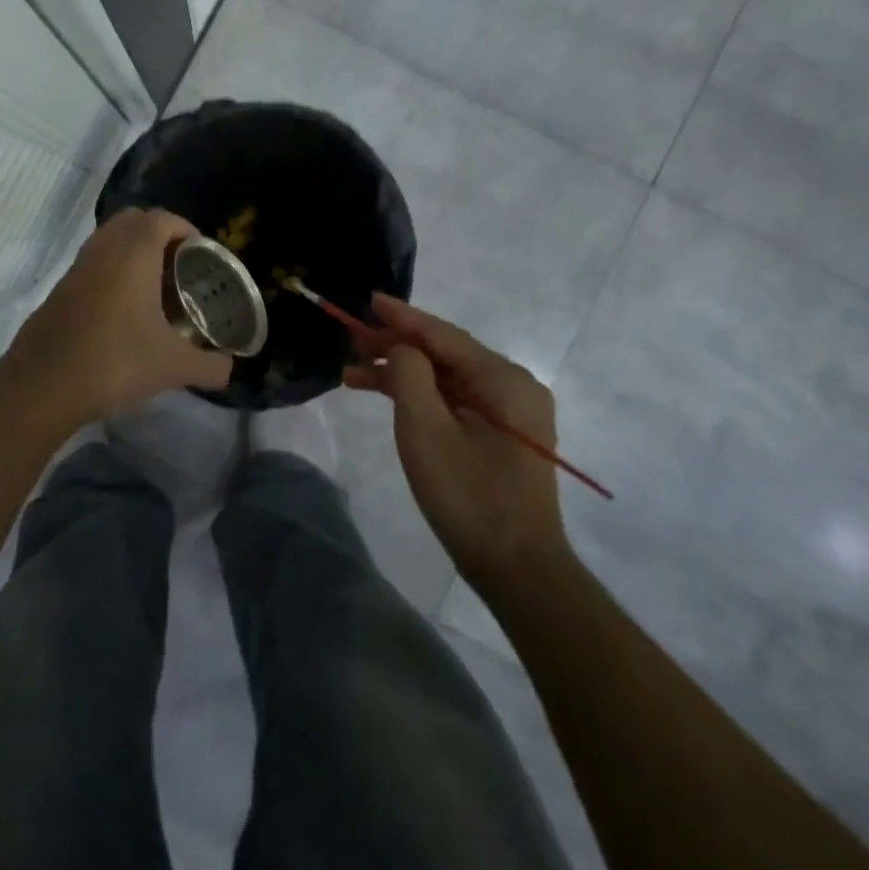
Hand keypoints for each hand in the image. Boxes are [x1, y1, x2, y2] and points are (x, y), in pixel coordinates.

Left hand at [2, 208, 233, 427]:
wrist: (44, 385)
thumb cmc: (115, 362)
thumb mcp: (173, 367)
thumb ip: (210, 365)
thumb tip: (230, 369)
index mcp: (133, 253)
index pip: (162, 218)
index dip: (186, 229)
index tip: (201, 253)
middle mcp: (103, 249)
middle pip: (133, 220)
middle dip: (159, 234)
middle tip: (179, 266)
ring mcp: (77, 267)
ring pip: (109, 240)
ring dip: (133, 252)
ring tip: (155, 288)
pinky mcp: (60, 288)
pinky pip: (93, 263)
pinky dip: (112, 271)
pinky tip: (124, 311)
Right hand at [345, 294, 570, 595]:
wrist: (518, 570)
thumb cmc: (468, 496)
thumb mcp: (426, 429)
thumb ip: (409, 374)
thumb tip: (401, 349)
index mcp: (503, 379)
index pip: (442, 334)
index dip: (401, 317)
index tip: (368, 299)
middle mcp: (513, 386)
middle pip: (444, 353)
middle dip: (395, 346)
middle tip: (350, 342)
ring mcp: (510, 411)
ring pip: (446, 377)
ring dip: (401, 374)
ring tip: (353, 375)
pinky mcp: (502, 434)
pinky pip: (455, 399)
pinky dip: (420, 396)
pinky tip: (386, 397)